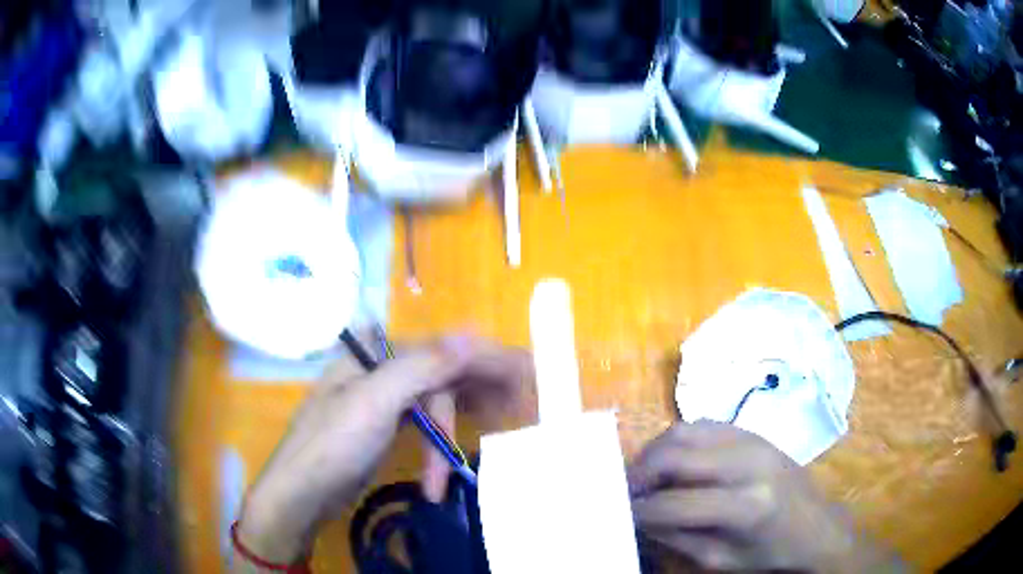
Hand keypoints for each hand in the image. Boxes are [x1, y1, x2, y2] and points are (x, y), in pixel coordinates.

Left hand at [234, 336, 534, 566]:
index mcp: (376, 353)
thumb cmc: (332, 445)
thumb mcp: (374, 402)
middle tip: (523, 405)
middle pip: (443, 370)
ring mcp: (383, 398)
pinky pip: (426, 420)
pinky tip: (456, 449)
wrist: (301, 494)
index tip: (526, 372)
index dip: (486, 359)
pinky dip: (444, 435)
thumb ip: (422, 366)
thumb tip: (472, 332)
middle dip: (482, 389)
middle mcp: (382, 368)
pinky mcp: (385, 425)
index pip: (443, 347)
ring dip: (463, 418)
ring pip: (436, 397)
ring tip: (501, 424)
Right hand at [628, 421, 901, 571]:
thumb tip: (638, 516)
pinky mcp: (753, 431)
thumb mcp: (720, 560)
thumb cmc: (770, 552)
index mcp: (746, 506)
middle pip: (675, 455)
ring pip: (685, 431)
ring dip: (655, 453)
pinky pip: (702, 425)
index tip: (617, 513)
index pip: (674, 504)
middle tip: (621, 491)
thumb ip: (676, 537)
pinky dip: (678, 441)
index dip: (638, 510)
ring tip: (643, 476)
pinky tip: (673, 462)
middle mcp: (749, 463)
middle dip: (638, 473)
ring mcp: (752, 440)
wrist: (815, 525)